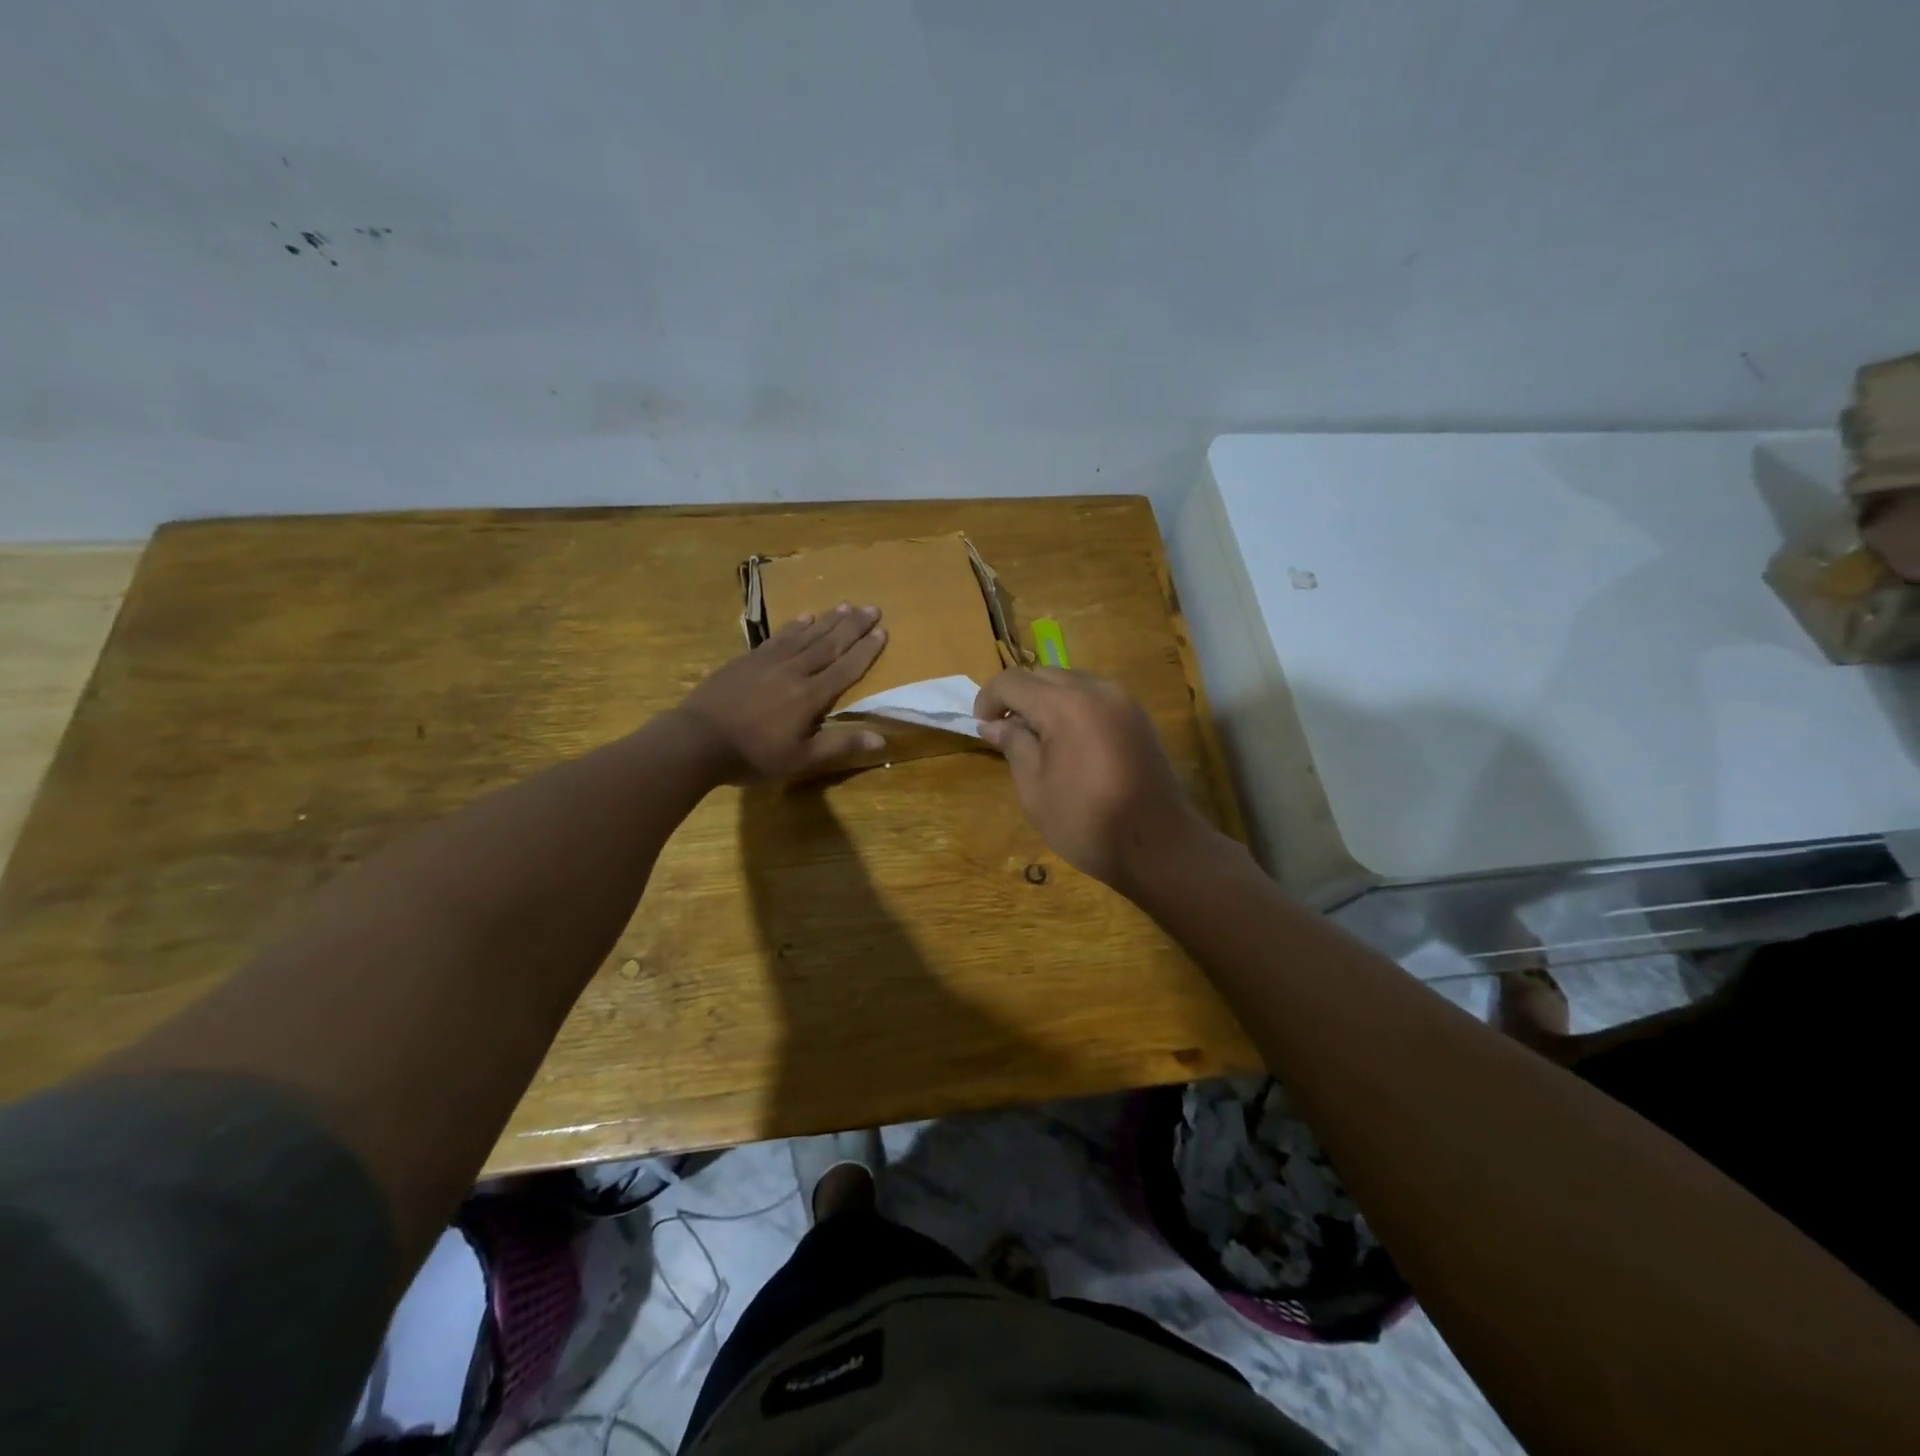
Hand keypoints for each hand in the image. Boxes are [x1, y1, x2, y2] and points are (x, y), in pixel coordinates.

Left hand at [674, 605, 887, 782]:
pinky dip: (794, 626)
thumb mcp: (800, 760)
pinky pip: (778, 637)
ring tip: (846, 606)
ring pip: (806, 635)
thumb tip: (880, 738)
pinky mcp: (747, 660)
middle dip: (853, 626)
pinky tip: (804, 617)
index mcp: (811, 696)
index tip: (883, 630)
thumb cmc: (753, 755)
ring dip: (828, 620)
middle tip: (873, 607)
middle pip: (829, 643)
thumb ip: (839, 746)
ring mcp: (769, 662)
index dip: (866, 650)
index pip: (846, 668)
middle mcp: (794, 671)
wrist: (697, 740)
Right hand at [973, 667, 1216, 889]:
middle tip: (1007, 733)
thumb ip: (1014, 745)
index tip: (982, 726)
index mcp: (1066, 705)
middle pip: (1043, 675)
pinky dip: (1073, 707)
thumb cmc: (1086, 822)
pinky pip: (1095, 697)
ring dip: (1046, 700)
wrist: (1159, 845)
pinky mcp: (1138, 717)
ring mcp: (1123, 701)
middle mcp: (1097, 690)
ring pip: (1071, 682)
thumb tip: (994, 724)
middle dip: (1018, 697)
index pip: (1014, 681)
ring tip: (1038, 739)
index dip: (989, 698)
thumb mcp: (1035, 788)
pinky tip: (1069, 742)